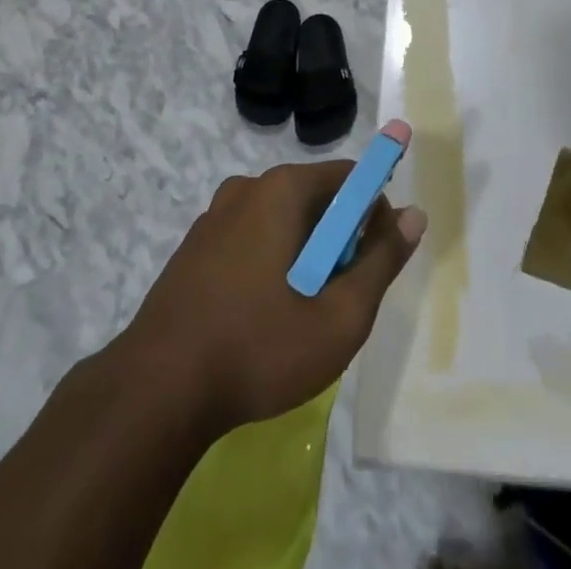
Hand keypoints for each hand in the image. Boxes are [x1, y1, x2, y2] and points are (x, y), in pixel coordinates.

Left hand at [125, 161, 426, 432]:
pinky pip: (250, 239)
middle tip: (338, 300)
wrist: (156, 391)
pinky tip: (261, 318)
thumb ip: (381, 262)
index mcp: (282, 190)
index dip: (374, 214)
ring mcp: (214, 216)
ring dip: (303, 257)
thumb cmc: (258, 348)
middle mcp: (247, 188)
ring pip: (282, 222)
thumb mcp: (339, 317)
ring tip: (299, 316)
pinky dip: (270, 265)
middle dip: (337, 241)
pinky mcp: (194, 247)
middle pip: (315, 199)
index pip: (349, 178)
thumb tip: (414, 216)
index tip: (375, 262)